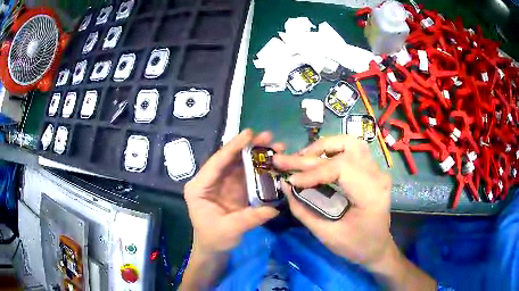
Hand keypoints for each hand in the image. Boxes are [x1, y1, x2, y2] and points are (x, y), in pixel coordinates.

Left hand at [184, 129, 282, 254]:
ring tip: (277, 147)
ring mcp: (223, 184)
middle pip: (230, 159)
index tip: (249, 133)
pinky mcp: (234, 189)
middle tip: (269, 137)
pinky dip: (260, 169)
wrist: (214, 249)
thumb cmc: (213, 239)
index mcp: (199, 187)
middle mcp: (210, 181)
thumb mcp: (228, 230)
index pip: (216, 162)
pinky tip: (274, 163)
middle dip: (249, 147)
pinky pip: (247, 175)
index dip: (233, 147)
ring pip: (240, 165)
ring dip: (257, 155)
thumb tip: (274, 209)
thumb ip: (249, 219)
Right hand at [274, 135, 435, 289]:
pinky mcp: (372, 170)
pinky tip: (318, 159)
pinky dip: (332, 151)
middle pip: (348, 147)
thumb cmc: (355, 246)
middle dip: (314, 153)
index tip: (291, 180)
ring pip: (351, 142)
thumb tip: (285, 185)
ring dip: (324, 147)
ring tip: (304, 157)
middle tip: (288, 160)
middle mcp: (378, 176)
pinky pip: (352, 150)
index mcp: (371, 194)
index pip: (342, 168)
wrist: (377, 247)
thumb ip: (303, 210)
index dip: (314, 171)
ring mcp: (378, 170)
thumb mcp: (326, 235)